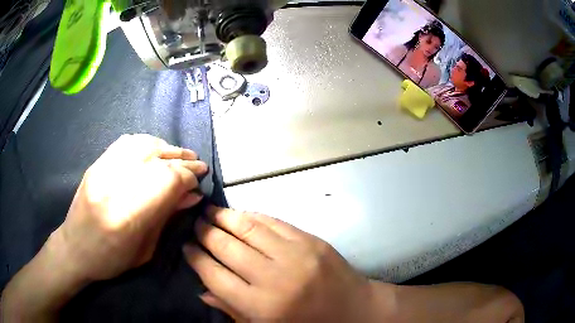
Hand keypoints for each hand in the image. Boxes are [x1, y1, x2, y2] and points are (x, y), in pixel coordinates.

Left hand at [56, 134, 207, 281]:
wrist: (74, 247)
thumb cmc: (111, 260)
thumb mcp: (145, 249)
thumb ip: (167, 218)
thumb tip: (191, 196)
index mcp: (128, 216)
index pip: (167, 181)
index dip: (188, 178)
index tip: (199, 182)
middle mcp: (115, 185)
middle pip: (157, 161)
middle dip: (183, 161)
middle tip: (199, 164)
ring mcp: (103, 169)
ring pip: (143, 145)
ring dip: (167, 148)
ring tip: (181, 154)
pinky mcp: (98, 163)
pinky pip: (126, 142)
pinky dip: (147, 142)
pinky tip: (157, 148)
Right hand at [183, 207, 393, 321]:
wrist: (354, 310)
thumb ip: (232, 310)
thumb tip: (202, 289)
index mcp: (261, 307)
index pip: (215, 275)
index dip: (196, 258)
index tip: (186, 247)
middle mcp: (275, 278)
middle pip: (227, 247)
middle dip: (205, 233)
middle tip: (195, 224)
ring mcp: (296, 255)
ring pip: (248, 228)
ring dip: (225, 217)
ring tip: (211, 212)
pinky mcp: (312, 241)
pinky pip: (274, 222)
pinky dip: (252, 216)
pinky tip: (240, 214)